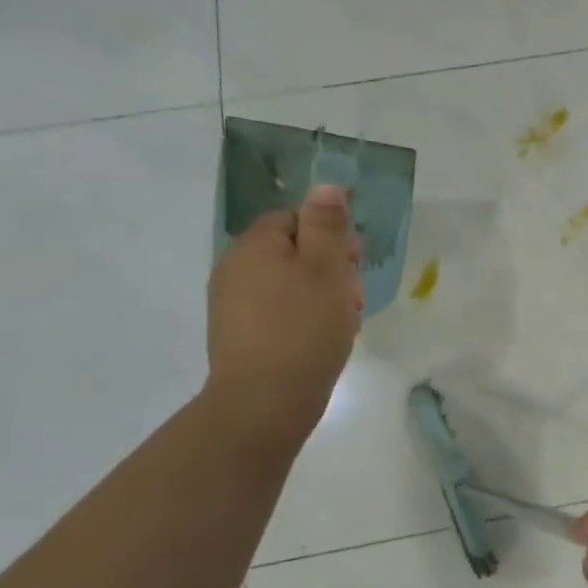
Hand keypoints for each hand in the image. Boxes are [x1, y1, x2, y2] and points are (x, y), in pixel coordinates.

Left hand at [205, 184, 362, 443]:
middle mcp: (235, 268)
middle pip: (293, 251)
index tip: (354, 265)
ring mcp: (232, 304)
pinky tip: (321, 341)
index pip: (296, 219)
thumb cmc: (303, 328)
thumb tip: (326, 186)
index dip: (331, 237)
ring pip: (289, 284)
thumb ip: (327, 225)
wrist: (265, 401)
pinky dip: (303, 319)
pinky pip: (278, 311)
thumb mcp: (326, 269)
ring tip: (342, 324)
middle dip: (330, 269)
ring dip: (321, 296)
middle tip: (352, 299)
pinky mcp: (239, 334)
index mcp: (255, 245)